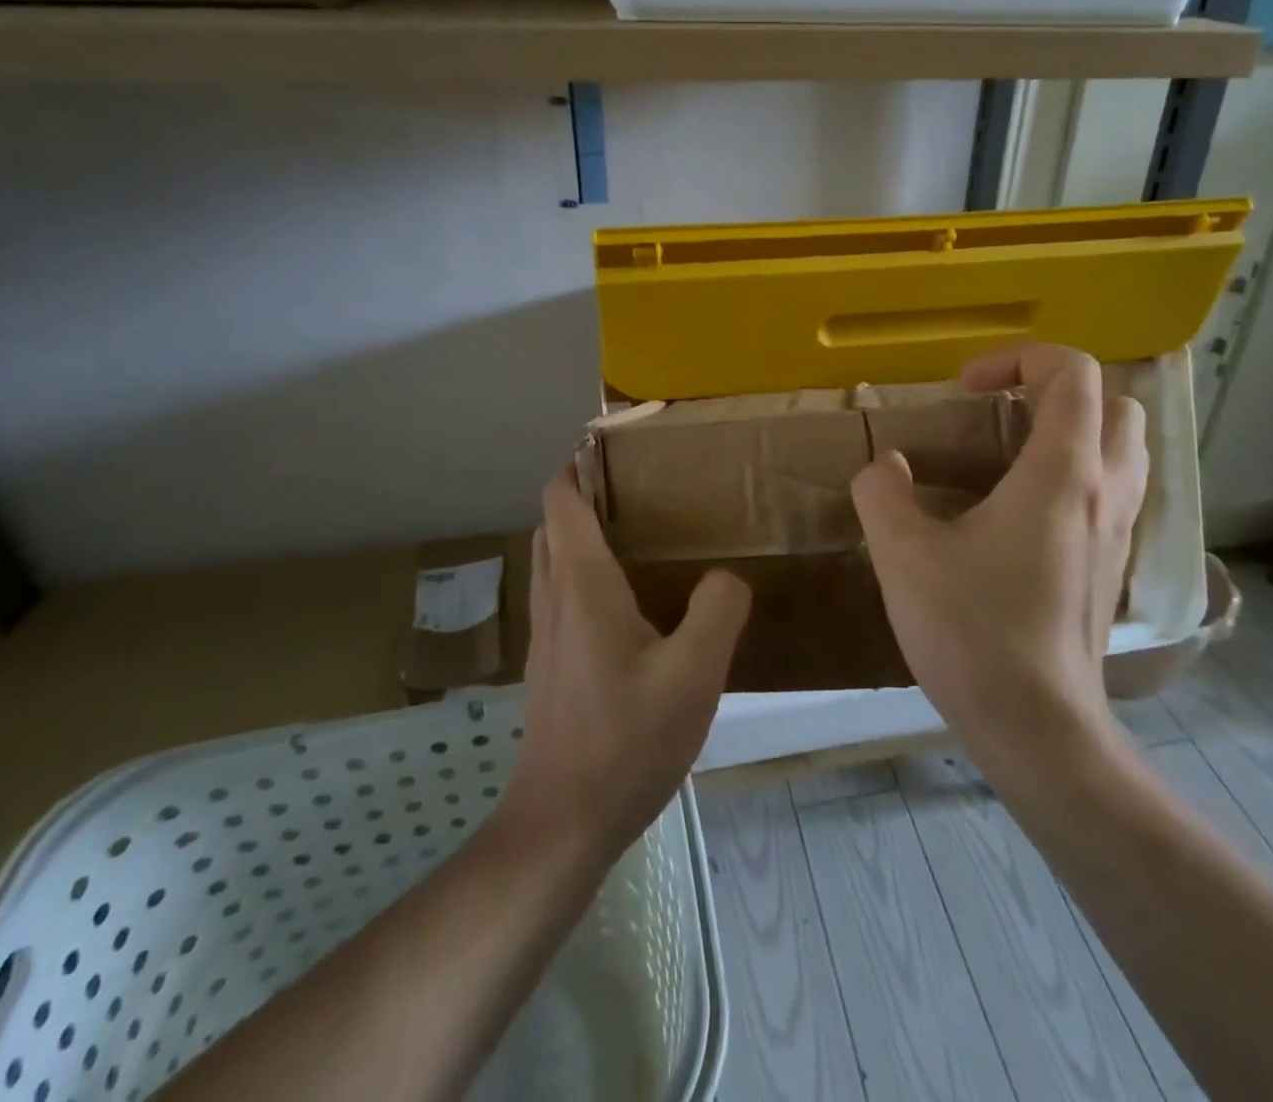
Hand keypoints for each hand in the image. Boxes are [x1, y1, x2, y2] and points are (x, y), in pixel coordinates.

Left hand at [501, 468, 750, 856]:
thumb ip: (718, 609)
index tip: (619, 449)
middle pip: (553, 526)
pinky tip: (634, 607)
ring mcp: (546, 637)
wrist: (562, 824)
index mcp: (582, 585)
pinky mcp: (551, 668)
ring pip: (554, 562)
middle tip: (643, 492)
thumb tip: (726, 578)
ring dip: (583, 537)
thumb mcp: (695, 672)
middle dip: (585, 497)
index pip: (562, 501)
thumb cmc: (627, 739)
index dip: (579, 466)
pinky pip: (563, 598)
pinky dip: (586, 577)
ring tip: (642, 538)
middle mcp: (555, 599)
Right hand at [850, 343, 1147, 762]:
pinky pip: (1116, 491)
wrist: (1038, 728)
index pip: (1071, 372)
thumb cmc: (973, 631)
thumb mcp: (903, 555)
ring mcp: (1120, 531)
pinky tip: (1025, 511)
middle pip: (1114, 403)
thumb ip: (882, 494)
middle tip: (999, 414)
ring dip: (1075, 430)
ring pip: (1125, 448)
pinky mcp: (1115, 565)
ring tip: (1012, 454)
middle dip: (1056, 390)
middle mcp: (1106, 490)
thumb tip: (886, 468)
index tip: (965, 389)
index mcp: (1062, 472)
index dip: (1018, 358)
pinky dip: (1081, 474)